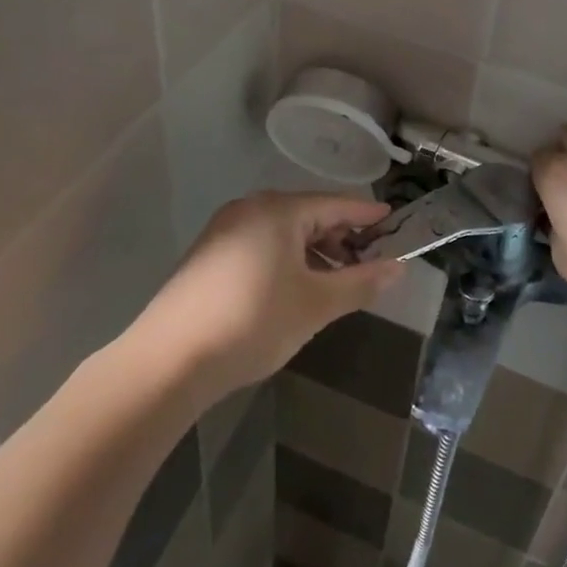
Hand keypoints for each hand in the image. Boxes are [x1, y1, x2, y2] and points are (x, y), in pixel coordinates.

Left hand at [141, 192, 396, 397]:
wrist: (167, 362)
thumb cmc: (252, 322)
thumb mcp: (316, 305)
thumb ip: (361, 283)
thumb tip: (398, 267)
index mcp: (278, 210)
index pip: (336, 204)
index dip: (368, 217)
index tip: (397, 224)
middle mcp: (250, 209)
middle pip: (309, 215)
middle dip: (342, 238)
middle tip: (370, 263)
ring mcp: (224, 231)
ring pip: (284, 233)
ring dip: (315, 253)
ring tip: (337, 282)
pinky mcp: (208, 256)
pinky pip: (261, 246)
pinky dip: (287, 261)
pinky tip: (296, 290)